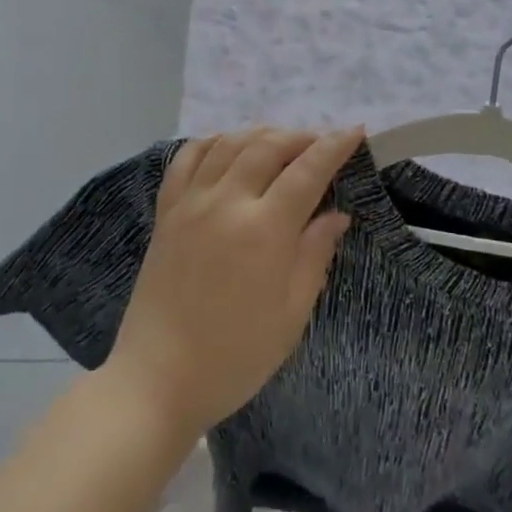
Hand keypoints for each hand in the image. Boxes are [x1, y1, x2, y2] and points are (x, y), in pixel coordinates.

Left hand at [105, 127, 359, 439]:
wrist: (157, 380)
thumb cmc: (234, 357)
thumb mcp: (291, 316)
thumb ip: (314, 256)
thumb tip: (337, 215)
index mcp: (264, 230)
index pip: (307, 171)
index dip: (334, 146)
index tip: (354, 131)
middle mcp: (227, 203)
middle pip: (267, 146)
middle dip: (300, 136)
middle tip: (321, 142)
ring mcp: (191, 203)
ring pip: (229, 143)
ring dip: (260, 133)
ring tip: (280, 141)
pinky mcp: (166, 212)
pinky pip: (187, 158)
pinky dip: (211, 141)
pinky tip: (226, 145)